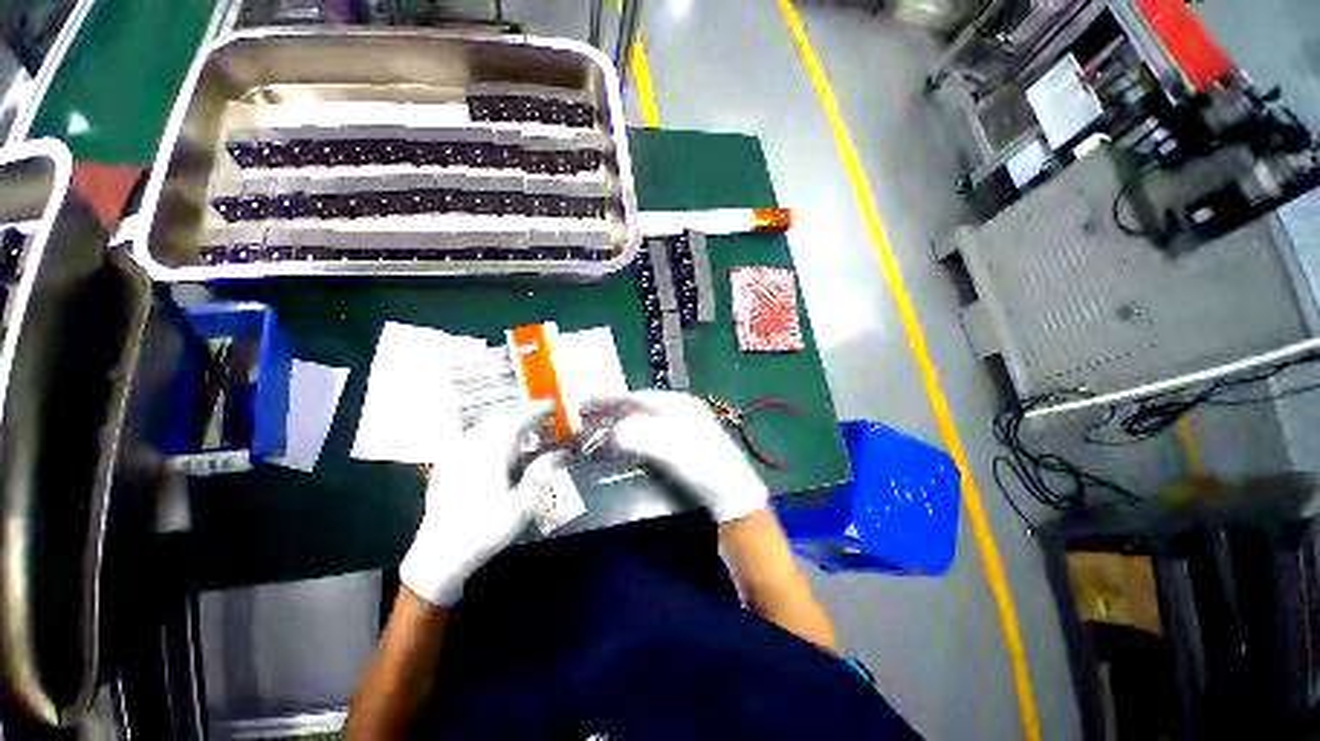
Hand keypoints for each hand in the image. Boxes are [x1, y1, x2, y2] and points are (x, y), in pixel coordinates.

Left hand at [399, 400, 557, 605]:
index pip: (517, 420)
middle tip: (542, 416)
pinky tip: (496, 444)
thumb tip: (564, 452)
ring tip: (524, 428)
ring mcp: (455, 454)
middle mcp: (471, 447)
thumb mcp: (522, 506)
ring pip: (484, 425)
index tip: (552, 404)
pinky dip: (490, 431)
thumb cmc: (485, 530)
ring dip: (506, 421)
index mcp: (491, 454)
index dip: (536, 409)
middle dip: (522, 412)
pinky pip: (471, 436)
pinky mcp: (446, 464)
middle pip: (499, 418)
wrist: (439, 554)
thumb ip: (542, 474)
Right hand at [596, 391, 768, 522]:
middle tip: (587, 419)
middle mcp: (680, 407)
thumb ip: (642, 437)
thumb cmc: (703, 467)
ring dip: (622, 421)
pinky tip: (625, 441)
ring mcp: (683, 422)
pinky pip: (651, 429)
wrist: (732, 492)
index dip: (609, 401)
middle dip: (613, 410)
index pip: (636, 396)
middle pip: (639, 404)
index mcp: (678, 403)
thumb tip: (614, 431)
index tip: (585, 406)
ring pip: (644, 416)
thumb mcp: (672, 451)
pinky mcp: (683, 439)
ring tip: (600, 428)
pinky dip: (634, 432)